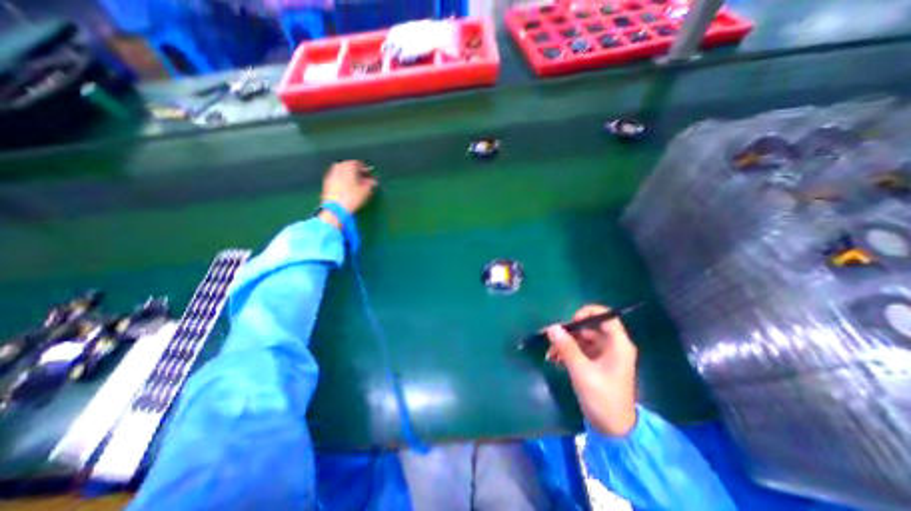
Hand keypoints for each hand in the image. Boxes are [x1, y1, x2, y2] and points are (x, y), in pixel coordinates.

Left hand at [320, 160, 377, 213]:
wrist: (335, 208)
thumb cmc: (352, 198)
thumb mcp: (365, 191)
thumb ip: (370, 184)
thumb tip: (374, 181)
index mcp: (348, 167)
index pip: (356, 163)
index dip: (364, 168)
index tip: (368, 173)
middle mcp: (338, 168)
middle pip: (347, 165)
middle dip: (354, 169)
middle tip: (361, 176)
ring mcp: (331, 175)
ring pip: (340, 171)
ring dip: (347, 174)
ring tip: (354, 182)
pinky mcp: (327, 183)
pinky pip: (336, 177)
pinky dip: (341, 179)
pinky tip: (346, 187)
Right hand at [543, 305, 634, 436]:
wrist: (613, 430)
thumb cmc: (602, 398)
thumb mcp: (582, 371)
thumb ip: (567, 347)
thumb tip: (552, 327)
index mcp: (618, 345)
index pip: (606, 316)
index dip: (588, 313)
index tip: (570, 321)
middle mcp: (612, 346)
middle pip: (590, 327)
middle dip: (570, 331)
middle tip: (551, 337)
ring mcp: (604, 354)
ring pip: (582, 338)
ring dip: (566, 342)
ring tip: (550, 352)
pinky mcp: (596, 363)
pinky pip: (580, 349)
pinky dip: (568, 351)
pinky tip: (555, 359)